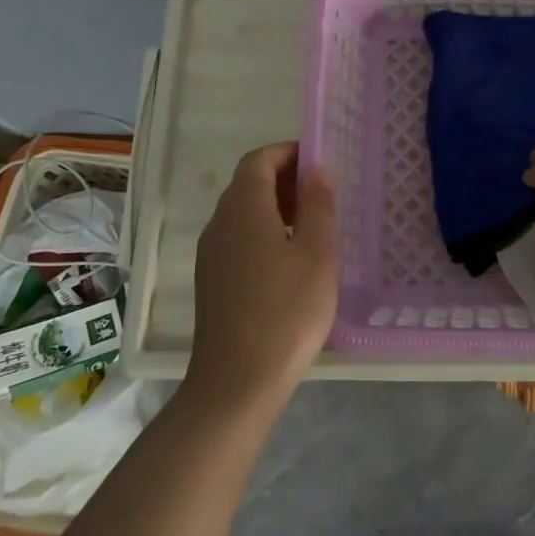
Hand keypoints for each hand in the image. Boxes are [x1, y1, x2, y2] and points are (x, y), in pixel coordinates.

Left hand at [186, 142, 338, 413]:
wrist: (236, 382)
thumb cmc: (285, 312)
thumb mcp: (316, 254)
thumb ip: (318, 205)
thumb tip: (317, 168)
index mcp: (243, 209)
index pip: (259, 160)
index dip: (289, 153)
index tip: (320, 162)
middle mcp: (219, 224)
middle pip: (248, 184)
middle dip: (285, 179)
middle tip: (324, 195)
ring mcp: (211, 254)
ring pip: (243, 212)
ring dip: (276, 207)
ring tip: (313, 228)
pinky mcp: (211, 280)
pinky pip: (238, 238)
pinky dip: (264, 232)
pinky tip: (290, 261)